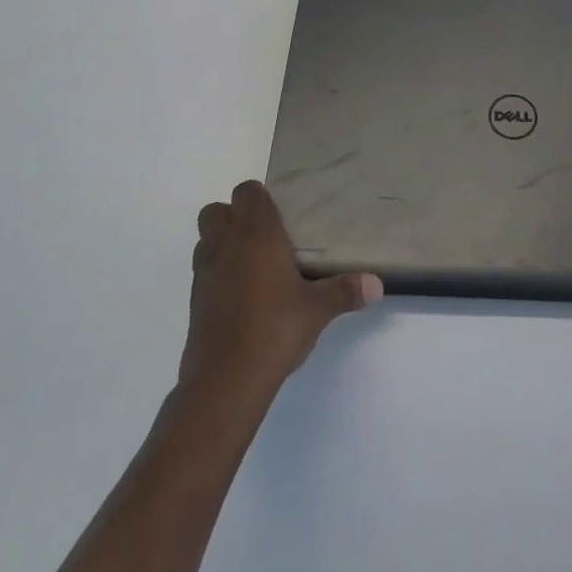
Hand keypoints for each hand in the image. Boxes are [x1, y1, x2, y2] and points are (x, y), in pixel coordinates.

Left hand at [180, 180, 382, 397]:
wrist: (225, 380)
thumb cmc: (274, 329)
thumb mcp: (318, 310)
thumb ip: (345, 291)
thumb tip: (377, 285)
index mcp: (256, 234)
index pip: (247, 192)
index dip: (260, 196)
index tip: (281, 213)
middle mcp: (225, 245)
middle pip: (217, 210)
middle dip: (234, 215)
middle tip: (263, 236)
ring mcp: (205, 273)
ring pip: (206, 239)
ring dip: (222, 242)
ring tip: (251, 264)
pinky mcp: (194, 301)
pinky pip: (203, 271)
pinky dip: (218, 273)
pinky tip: (241, 295)